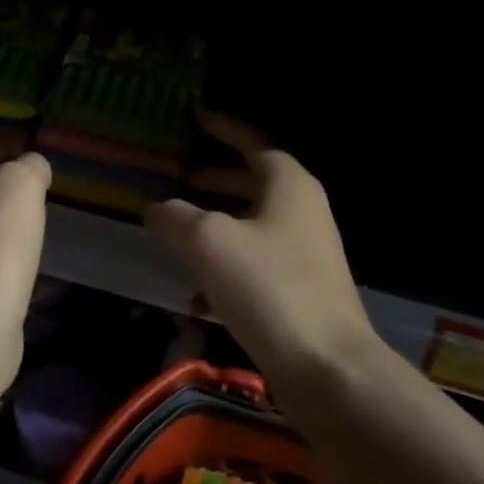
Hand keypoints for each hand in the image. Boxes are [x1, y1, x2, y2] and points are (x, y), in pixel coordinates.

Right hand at [146, 112, 377, 383]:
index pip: (252, 142)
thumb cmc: (268, 287)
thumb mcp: (208, 241)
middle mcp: (302, 211)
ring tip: (179, 235)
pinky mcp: (301, 289)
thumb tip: (158, 209)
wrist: (325, 365)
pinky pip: (256, 264)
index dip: (223, 128)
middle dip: (216, 180)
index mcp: (288, 185)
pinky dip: (225, 268)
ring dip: (216, 226)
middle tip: (182, 178)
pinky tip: (197, 297)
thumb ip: (176, 216)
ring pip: (251, 225)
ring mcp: (306, 252)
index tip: (196, 117)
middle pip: (253, 183)